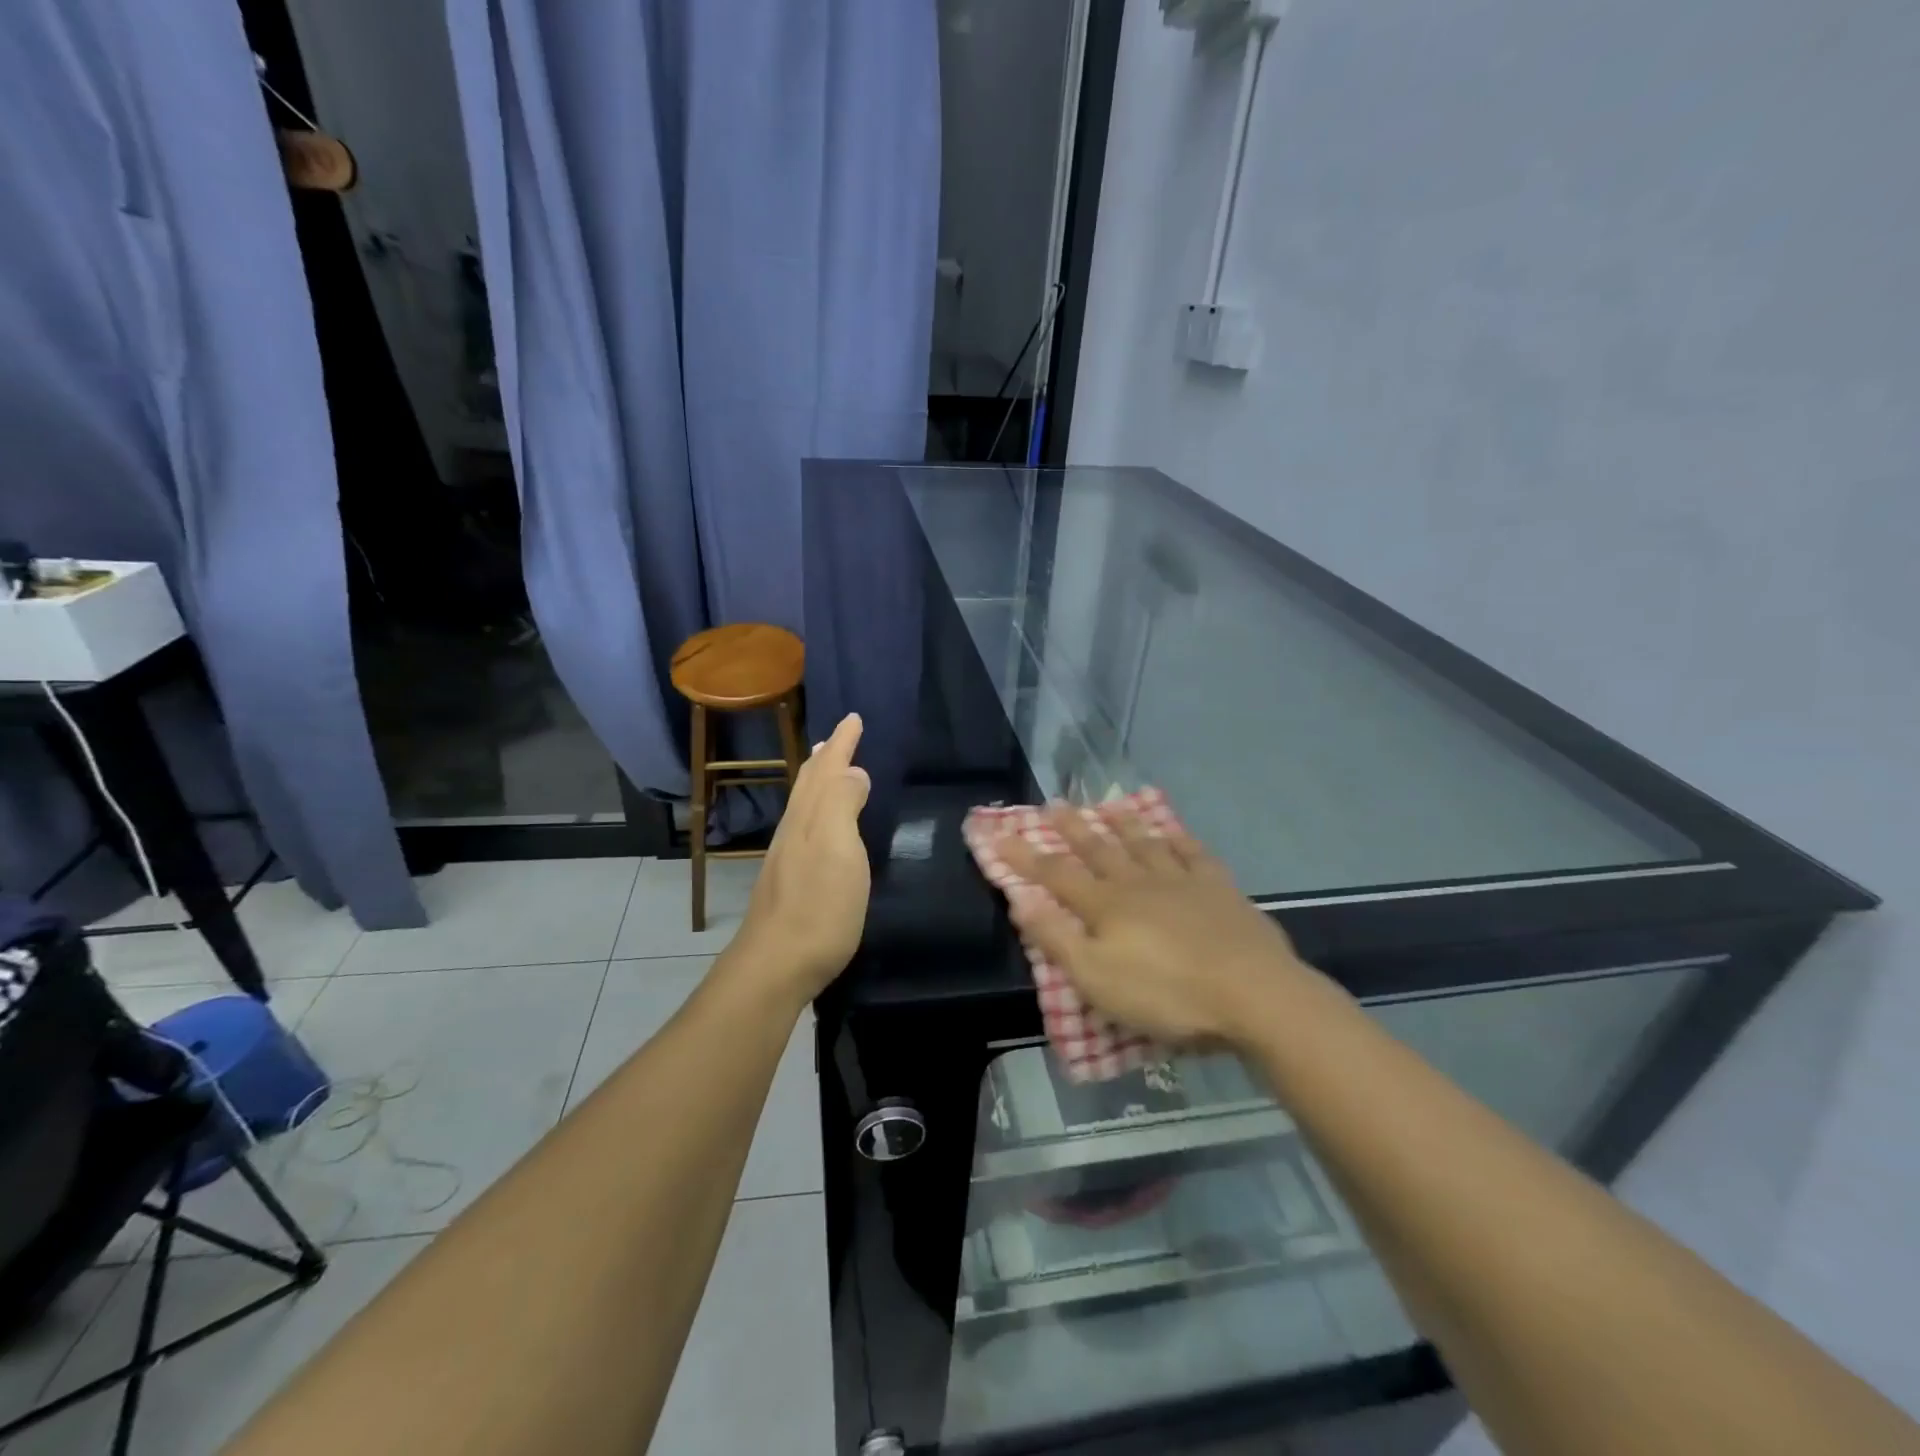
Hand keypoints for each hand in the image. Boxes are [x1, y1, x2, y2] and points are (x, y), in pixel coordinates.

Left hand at [728, 712, 871, 1006]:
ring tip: (829, 770)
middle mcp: (794, 830)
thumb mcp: (839, 849)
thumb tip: (853, 771)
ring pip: (805, 805)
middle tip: (838, 737)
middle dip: (826, 757)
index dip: (841, 743)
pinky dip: (818, 811)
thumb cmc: (818, 905)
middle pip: (810, 783)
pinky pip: (806, 828)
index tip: (854, 718)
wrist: (776, 964)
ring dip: (819, 781)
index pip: (826, 768)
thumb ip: (843, 805)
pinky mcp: (789, 881)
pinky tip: (823, 826)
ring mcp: (788, 857)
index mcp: (808, 817)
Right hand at [998, 802, 1313, 1047]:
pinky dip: (1179, 839)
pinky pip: (1194, 854)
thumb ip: (1056, 938)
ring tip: (1109, 803)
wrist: (1253, 994)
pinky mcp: (1220, 889)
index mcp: (1106, 906)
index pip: (1054, 875)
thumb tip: (1020, 899)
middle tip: (1053, 803)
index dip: (1023, 855)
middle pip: (1098, 849)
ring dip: (1124, 823)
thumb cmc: (1167, 995)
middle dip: (1072, 828)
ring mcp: (1182, 881)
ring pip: (1145, 843)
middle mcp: (1139, 883)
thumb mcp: (1096, 978)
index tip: (998, 833)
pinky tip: (1174, 832)